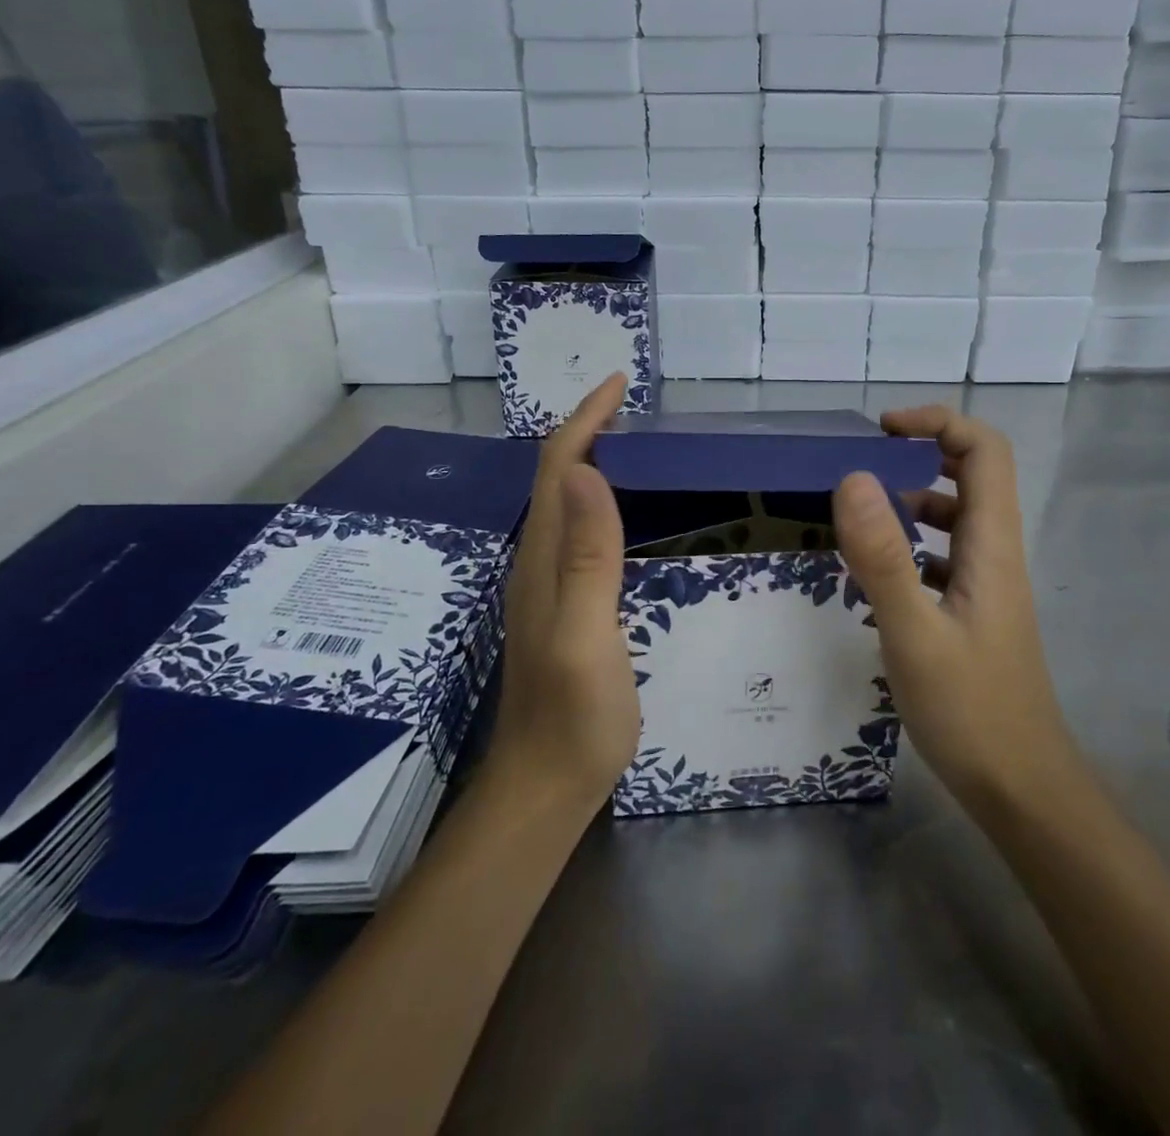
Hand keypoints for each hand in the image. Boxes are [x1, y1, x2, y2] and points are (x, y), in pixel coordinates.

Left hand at [494, 375, 637, 805]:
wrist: (546, 785)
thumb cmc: (575, 715)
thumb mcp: (586, 633)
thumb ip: (588, 556)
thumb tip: (590, 472)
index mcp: (544, 558)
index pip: (559, 467)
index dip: (585, 420)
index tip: (619, 384)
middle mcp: (539, 560)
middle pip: (556, 476)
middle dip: (586, 428)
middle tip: (630, 402)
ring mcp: (548, 584)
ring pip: (564, 501)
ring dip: (590, 458)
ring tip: (630, 438)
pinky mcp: (563, 604)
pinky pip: (577, 531)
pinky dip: (597, 498)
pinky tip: (623, 508)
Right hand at [832, 405, 1078, 814]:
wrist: (1021, 788)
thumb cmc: (970, 711)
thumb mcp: (914, 634)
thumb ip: (883, 556)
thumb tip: (853, 476)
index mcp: (991, 545)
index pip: (984, 451)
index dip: (938, 423)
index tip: (883, 431)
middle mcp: (995, 554)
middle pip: (973, 474)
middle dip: (921, 453)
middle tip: (864, 464)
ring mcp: (986, 585)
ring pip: (955, 517)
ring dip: (912, 500)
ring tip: (859, 514)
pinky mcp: (973, 612)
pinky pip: (942, 556)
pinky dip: (910, 545)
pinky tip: (874, 572)